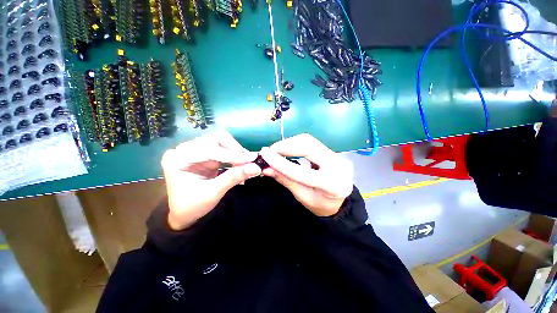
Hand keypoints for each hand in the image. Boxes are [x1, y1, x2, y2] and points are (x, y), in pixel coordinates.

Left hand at [161, 131, 261, 229]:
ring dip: (237, 153)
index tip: (253, 158)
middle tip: (250, 161)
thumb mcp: (213, 192)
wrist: (183, 215)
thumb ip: (234, 177)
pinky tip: (242, 166)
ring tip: (248, 164)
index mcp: (179, 158)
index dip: (233, 154)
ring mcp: (197, 151)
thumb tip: (257, 167)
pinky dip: (236, 157)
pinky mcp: (206, 155)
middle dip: (236, 150)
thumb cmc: (192, 206)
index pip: (210, 149)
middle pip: (216, 140)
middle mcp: (186, 149)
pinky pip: (225, 151)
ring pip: (222, 143)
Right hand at [260, 134, 353, 216]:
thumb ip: (285, 180)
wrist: (339, 201)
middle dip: (285, 146)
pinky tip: (287, 149)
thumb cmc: (321, 204)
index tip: (264, 154)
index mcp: (332, 184)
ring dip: (289, 143)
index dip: (280, 163)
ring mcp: (337, 155)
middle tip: (269, 151)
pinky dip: (295, 143)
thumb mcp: (302, 197)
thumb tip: (266, 168)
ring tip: (276, 150)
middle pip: (307, 146)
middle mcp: (338, 165)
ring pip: (308, 141)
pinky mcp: (332, 151)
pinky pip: (311, 142)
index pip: (301, 171)